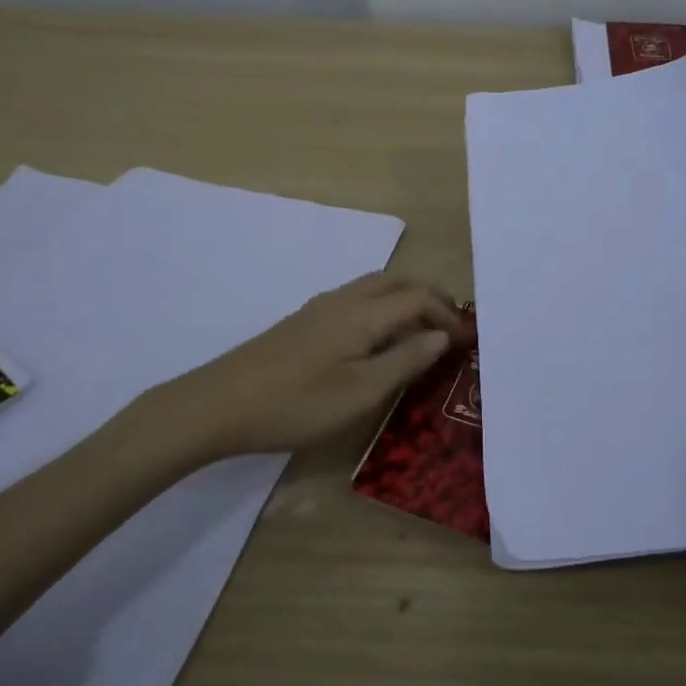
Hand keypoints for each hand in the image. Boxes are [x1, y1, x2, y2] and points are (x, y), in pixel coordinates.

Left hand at [167, 273, 470, 454]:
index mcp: (362, 313)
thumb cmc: (296, 403)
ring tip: (420, 334)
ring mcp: (320, 308)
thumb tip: (440, 336)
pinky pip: (357, 301)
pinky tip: (377, 341)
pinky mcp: (304, 322)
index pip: (418, 298)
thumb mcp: (360, 392)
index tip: (466, 341)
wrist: (219, 404)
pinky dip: (382, 310)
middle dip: (430, 298)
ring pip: (375, 288)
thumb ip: (404, 360)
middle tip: (449, 327)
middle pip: (397, 282)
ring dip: (405, 302)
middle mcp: (344, 299)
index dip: (447, 315)